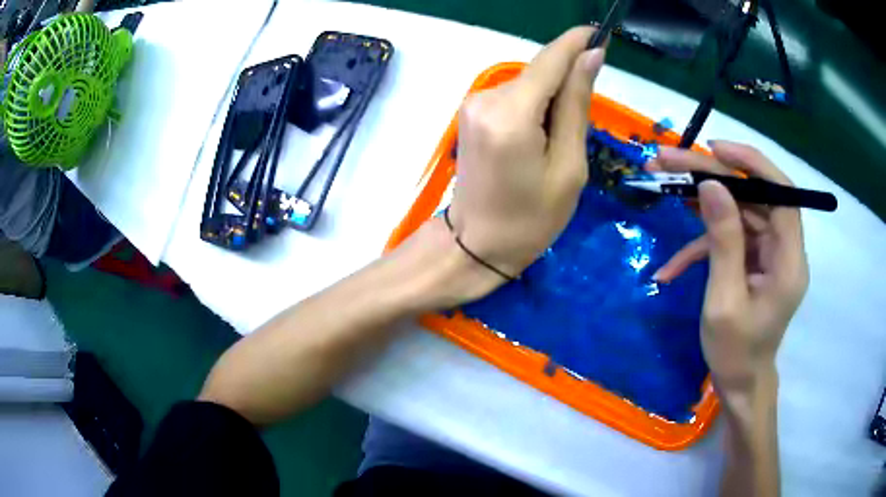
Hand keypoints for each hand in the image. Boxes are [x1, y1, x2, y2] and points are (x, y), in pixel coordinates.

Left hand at [448, 27, 605, 280]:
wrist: (477, 244)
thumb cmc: (531, 218)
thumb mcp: (569, 166)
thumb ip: (576, 104)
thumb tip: (591, 56)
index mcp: (511, 115)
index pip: (550, 60)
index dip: (576, 42)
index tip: (599, 33)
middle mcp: (486, 99)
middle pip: (539, 73)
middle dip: (566, 86)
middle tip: (578, 129)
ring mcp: (473, 104)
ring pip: (528, 85)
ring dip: (550, 102)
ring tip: (554, 145)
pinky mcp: (471, 112)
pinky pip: (514, 96)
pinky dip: (533, 109)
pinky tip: (536, 141)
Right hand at [649, 142, 808, 389]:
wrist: (739, 384)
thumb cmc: (735, 353)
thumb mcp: (724, 301)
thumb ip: (723, 242)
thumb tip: (712, 186)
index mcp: (789, 261)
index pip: (782, 194)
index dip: (753, 164)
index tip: (714, 150)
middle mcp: (784, 249)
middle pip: (754, 195)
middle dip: (712, 175)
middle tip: (668, 160)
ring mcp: (768, 253)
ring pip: (739, 210)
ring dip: (701, 200)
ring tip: (662, 184)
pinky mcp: (754, 260)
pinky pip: (729, 238)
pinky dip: (700, 246)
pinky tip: (670, 268)